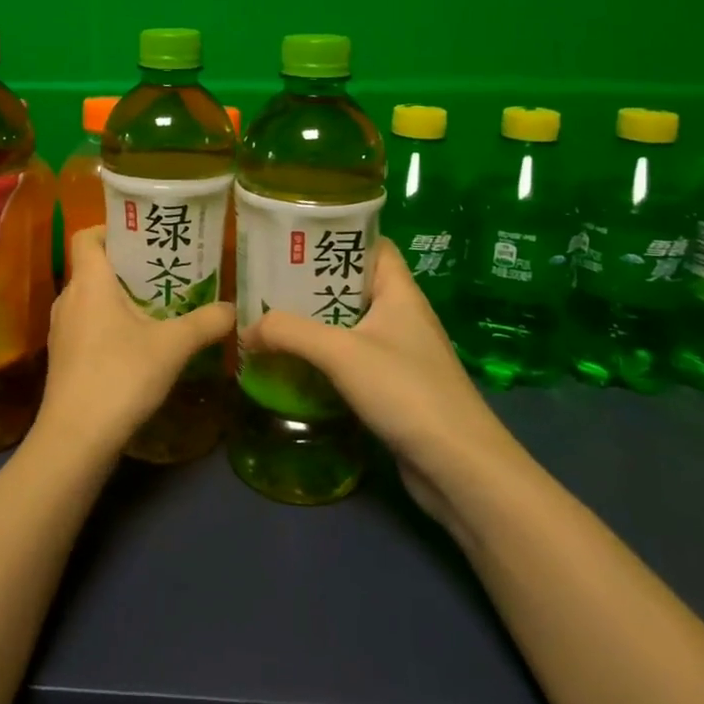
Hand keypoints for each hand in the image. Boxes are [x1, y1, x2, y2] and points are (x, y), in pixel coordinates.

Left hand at [37, 227, 235, 459]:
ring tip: (156, 307)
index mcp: (89, 281)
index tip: (142, 237)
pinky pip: (86, 325)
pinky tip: (137, 346)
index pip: (87, 236)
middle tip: (164, 272)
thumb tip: (233, 309)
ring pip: (91, 299)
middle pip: (93, 267)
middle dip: (127, 267)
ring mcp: (61, 329)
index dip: (110, 229)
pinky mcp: (62, 357)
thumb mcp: (173, 347)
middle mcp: (69, 298)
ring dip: (118, 298)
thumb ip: (206, 323)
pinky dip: (108, 325)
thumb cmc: (120, 375)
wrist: (75, 437)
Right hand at [240, 240, 521, 526]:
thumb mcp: (340, 353)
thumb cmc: (406, 391)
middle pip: (353, 285)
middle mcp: (402, 316)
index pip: (372, 245)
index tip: (294, 237)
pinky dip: (325, 357)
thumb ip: (289, 333)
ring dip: (315, 323)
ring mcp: (400, 353)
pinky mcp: (395, 388)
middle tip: (268, 281)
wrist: (459, 467)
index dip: (338, 235)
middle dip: (312, 282)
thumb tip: (244, 330)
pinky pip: (352, 359)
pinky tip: (294, 364)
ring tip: (271, 319)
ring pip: (350, 324)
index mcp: (399, 292)